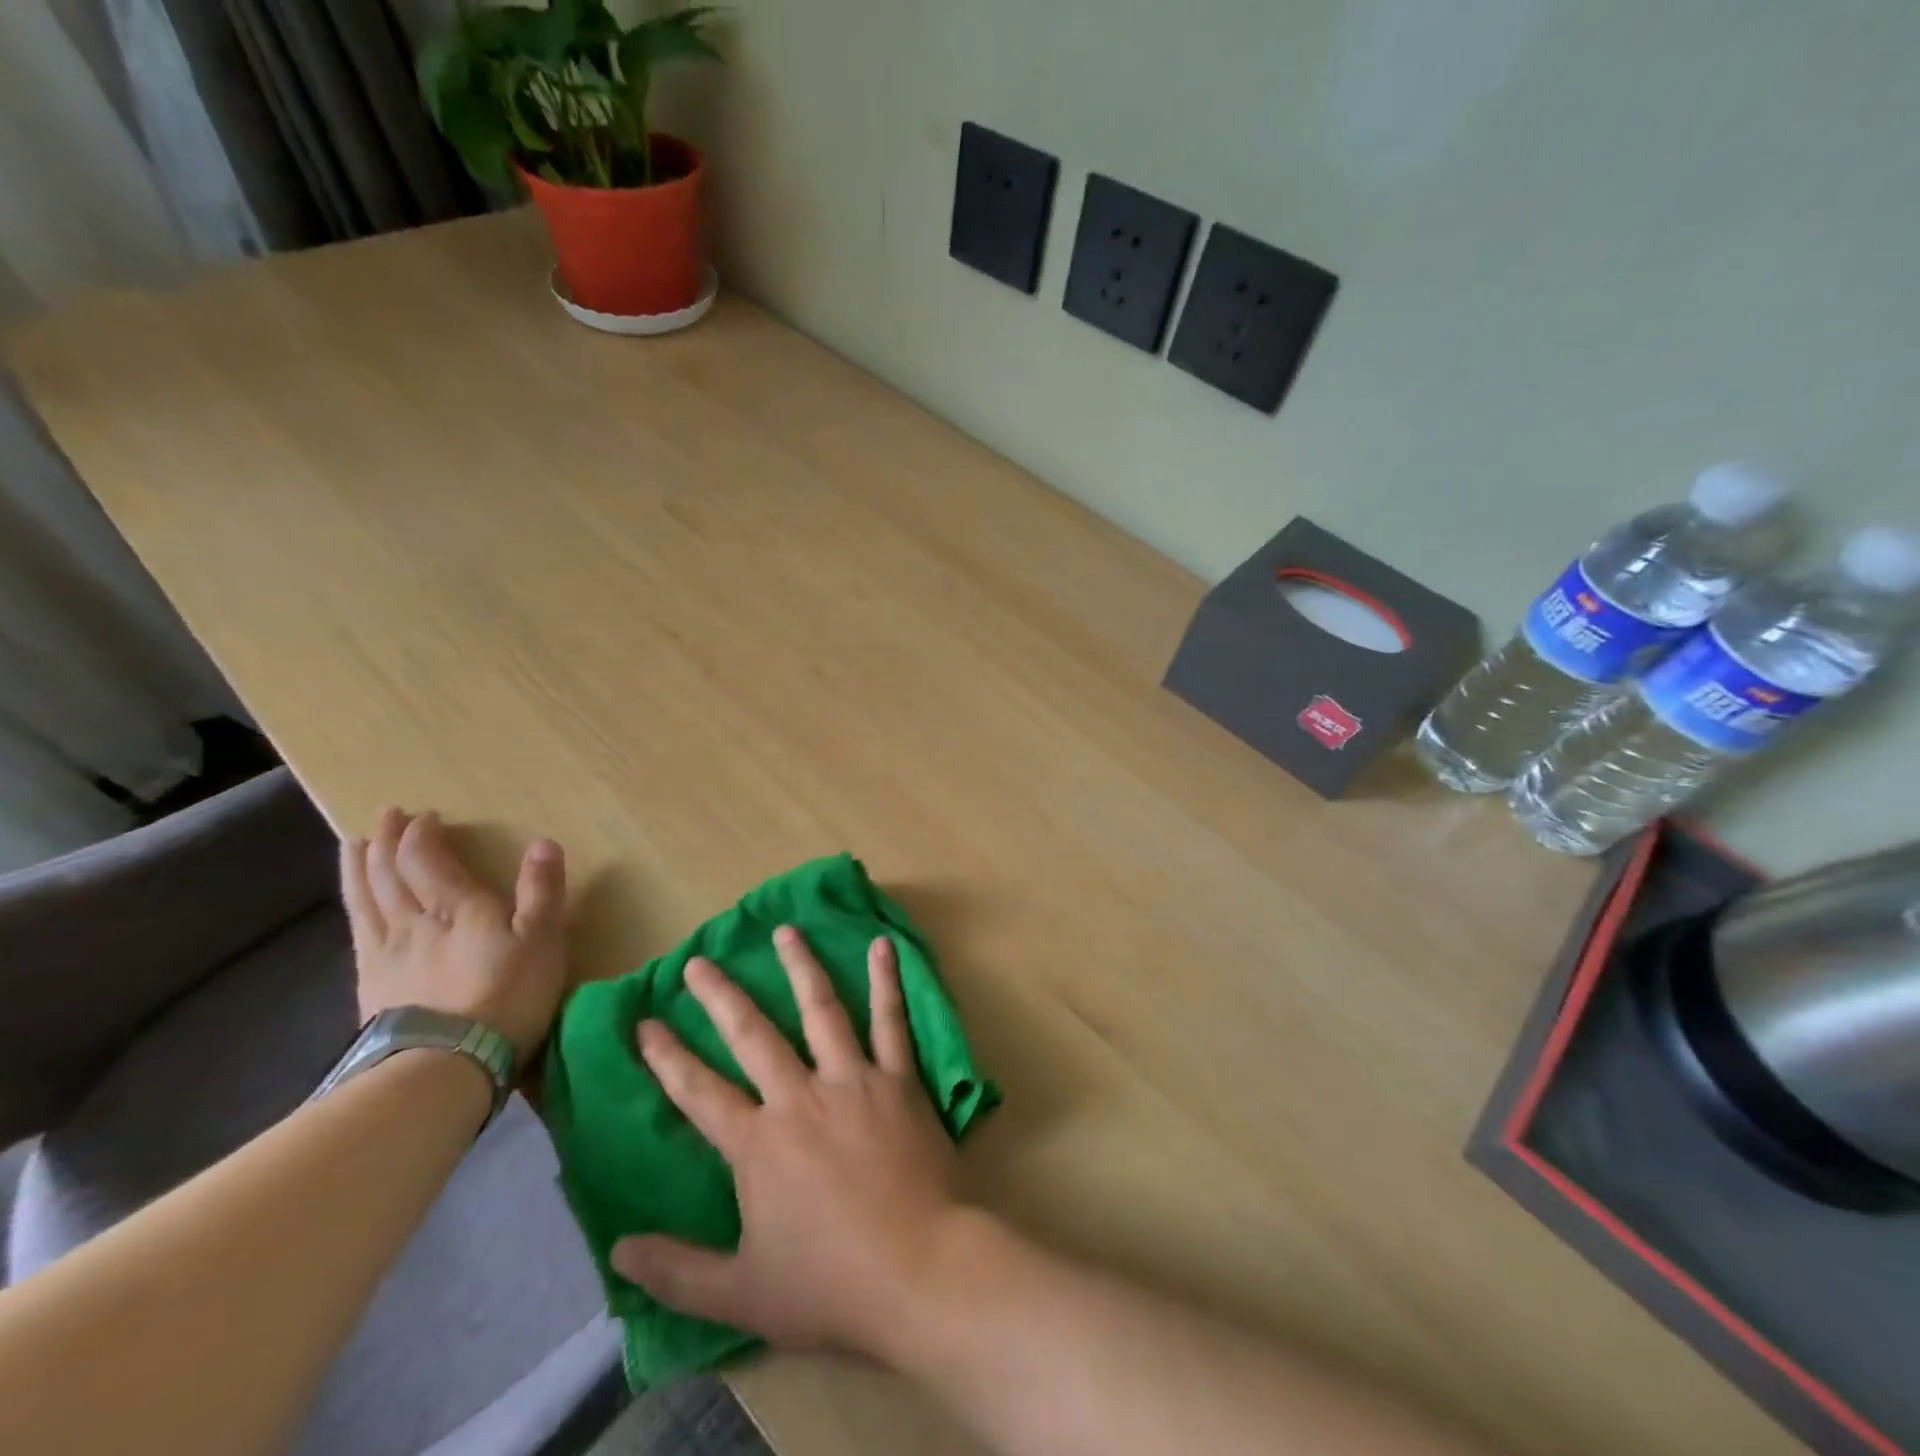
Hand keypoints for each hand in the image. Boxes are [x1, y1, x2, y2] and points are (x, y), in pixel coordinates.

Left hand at [341, 807, 567, 1063]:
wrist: (446, 1064)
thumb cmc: (506, 996)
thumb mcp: (543, 940)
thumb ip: (542, 890)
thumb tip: (543, 843)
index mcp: (454, 906)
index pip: (425, 857)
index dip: (422, 833)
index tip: (427, 816)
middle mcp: (411, 920)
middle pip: (388, 872)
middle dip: (386, 840)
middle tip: (385, 816)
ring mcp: (383, 953)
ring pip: (365, 898)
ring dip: (359, 867)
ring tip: (353, 844)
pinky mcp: (370, 985)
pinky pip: (356, 932)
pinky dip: (354, 907)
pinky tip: (355, 906)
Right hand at [610, 927, 963, 1357]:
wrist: (920, 1271)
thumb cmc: (830, 1284)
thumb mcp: (740, 1294)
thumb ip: (676, 1270)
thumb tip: (615, 1250)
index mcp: (759, 1143)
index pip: (699, 1093)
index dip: (667, 1058)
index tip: (645, 1023)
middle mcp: (801, 1096)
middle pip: (753, 1034)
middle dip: (721, 996)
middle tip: (699, 961)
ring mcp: (854, 1079)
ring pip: (821, 1009)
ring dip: (800, 966)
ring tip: (785, 930)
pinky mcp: (900, 1079)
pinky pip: (891, 1020)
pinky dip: (887, 981)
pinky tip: (883, 945)